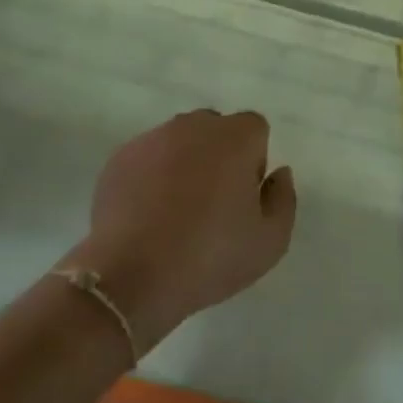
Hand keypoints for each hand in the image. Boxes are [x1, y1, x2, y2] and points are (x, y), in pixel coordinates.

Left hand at [65, 110, 297, 353]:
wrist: (131, 275)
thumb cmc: (210, 256)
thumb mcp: (271, 241)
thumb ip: (283, 198)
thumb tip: (278, 173)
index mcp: (234, 138)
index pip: (255, 129)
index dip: (254, 161)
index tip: (244, 198)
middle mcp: (192, 126)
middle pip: (215, 130)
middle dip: (219, 157)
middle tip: (214, 205)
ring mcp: (151, 140)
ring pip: (179, 142)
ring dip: (184, 165)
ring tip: (176, 212)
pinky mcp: (118, 159)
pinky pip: (147, 159)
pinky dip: (151, 177)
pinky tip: (148, 216)